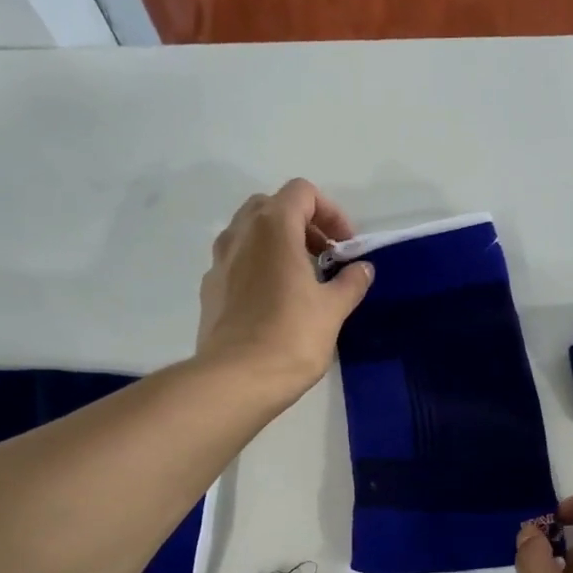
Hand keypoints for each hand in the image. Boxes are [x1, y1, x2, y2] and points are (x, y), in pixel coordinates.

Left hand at [196, 179, 374, 395]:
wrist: (236, 379)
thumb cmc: (291, 337)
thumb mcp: (333, 310)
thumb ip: (350, 282)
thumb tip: (362, 269)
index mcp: (273, 228)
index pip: (302, 193)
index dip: (330, 212)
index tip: (345, 246)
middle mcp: (240, 234)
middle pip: (271, 207)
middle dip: (302, 224)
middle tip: (324, 256)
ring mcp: (219, 262)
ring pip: (249, 233)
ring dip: (278, 244)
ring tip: (301, 279)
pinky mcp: (210, 289)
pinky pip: (236, 263)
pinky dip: (258, 267)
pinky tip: (274, 302)